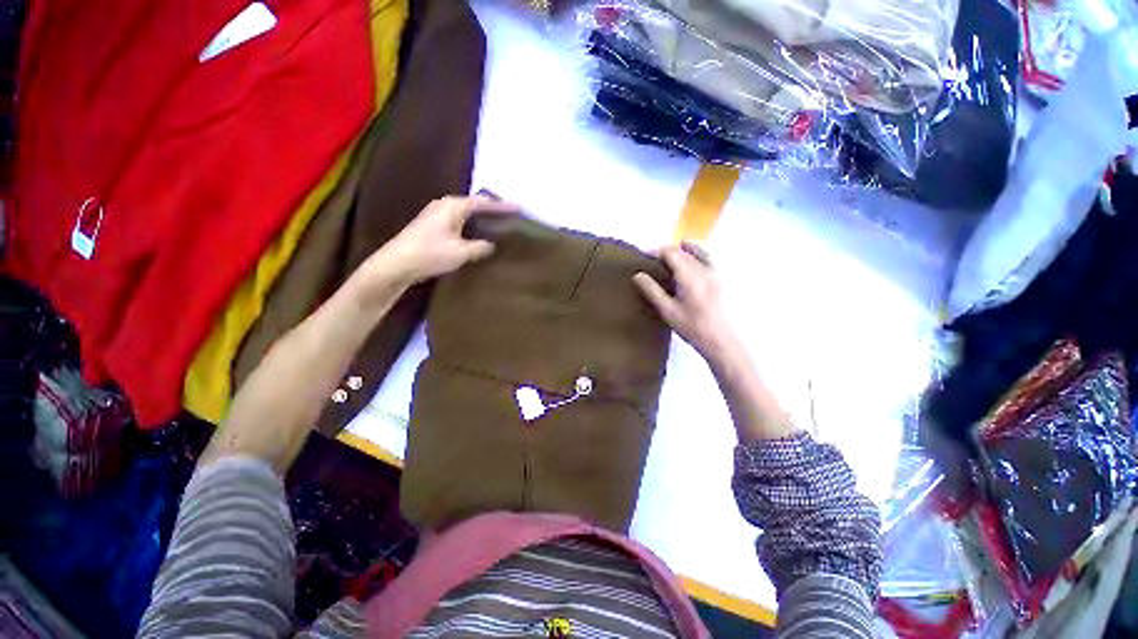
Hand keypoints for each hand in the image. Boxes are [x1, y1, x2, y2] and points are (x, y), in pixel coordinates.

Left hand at [366, 195, 519, 287]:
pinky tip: (478, 234)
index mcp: (453, 206)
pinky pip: (459, 220)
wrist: (397, 263)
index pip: (484, 203)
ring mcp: (437, 214)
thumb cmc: (430, 254)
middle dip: (492, 209)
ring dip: (481, 217)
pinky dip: (472, 224)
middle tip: (510, 216)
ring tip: (498, 224)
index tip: (519, 208)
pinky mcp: (433, 225)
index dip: (502, 206)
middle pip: (474, 204)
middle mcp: (445, 205)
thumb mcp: (461, 252)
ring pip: (466, 212)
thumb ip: (480, 247)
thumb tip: (491, 245)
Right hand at [634, 242, 736, 360]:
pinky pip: (707, 257)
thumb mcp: (668, 311)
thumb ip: (652, 291)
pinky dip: (696, 253)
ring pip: (696, 252)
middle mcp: (703, 269)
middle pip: (682, 251)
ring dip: (681, 250)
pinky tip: (690, 258)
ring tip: (669, 256)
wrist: (720, 339)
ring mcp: (714, 272)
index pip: (671, 253)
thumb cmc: (691, 327)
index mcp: (690, 276)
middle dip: (666, 251)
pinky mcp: (720, 278)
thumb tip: (638, 275)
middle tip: (653, 259)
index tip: (644, 255)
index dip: (656, 251)